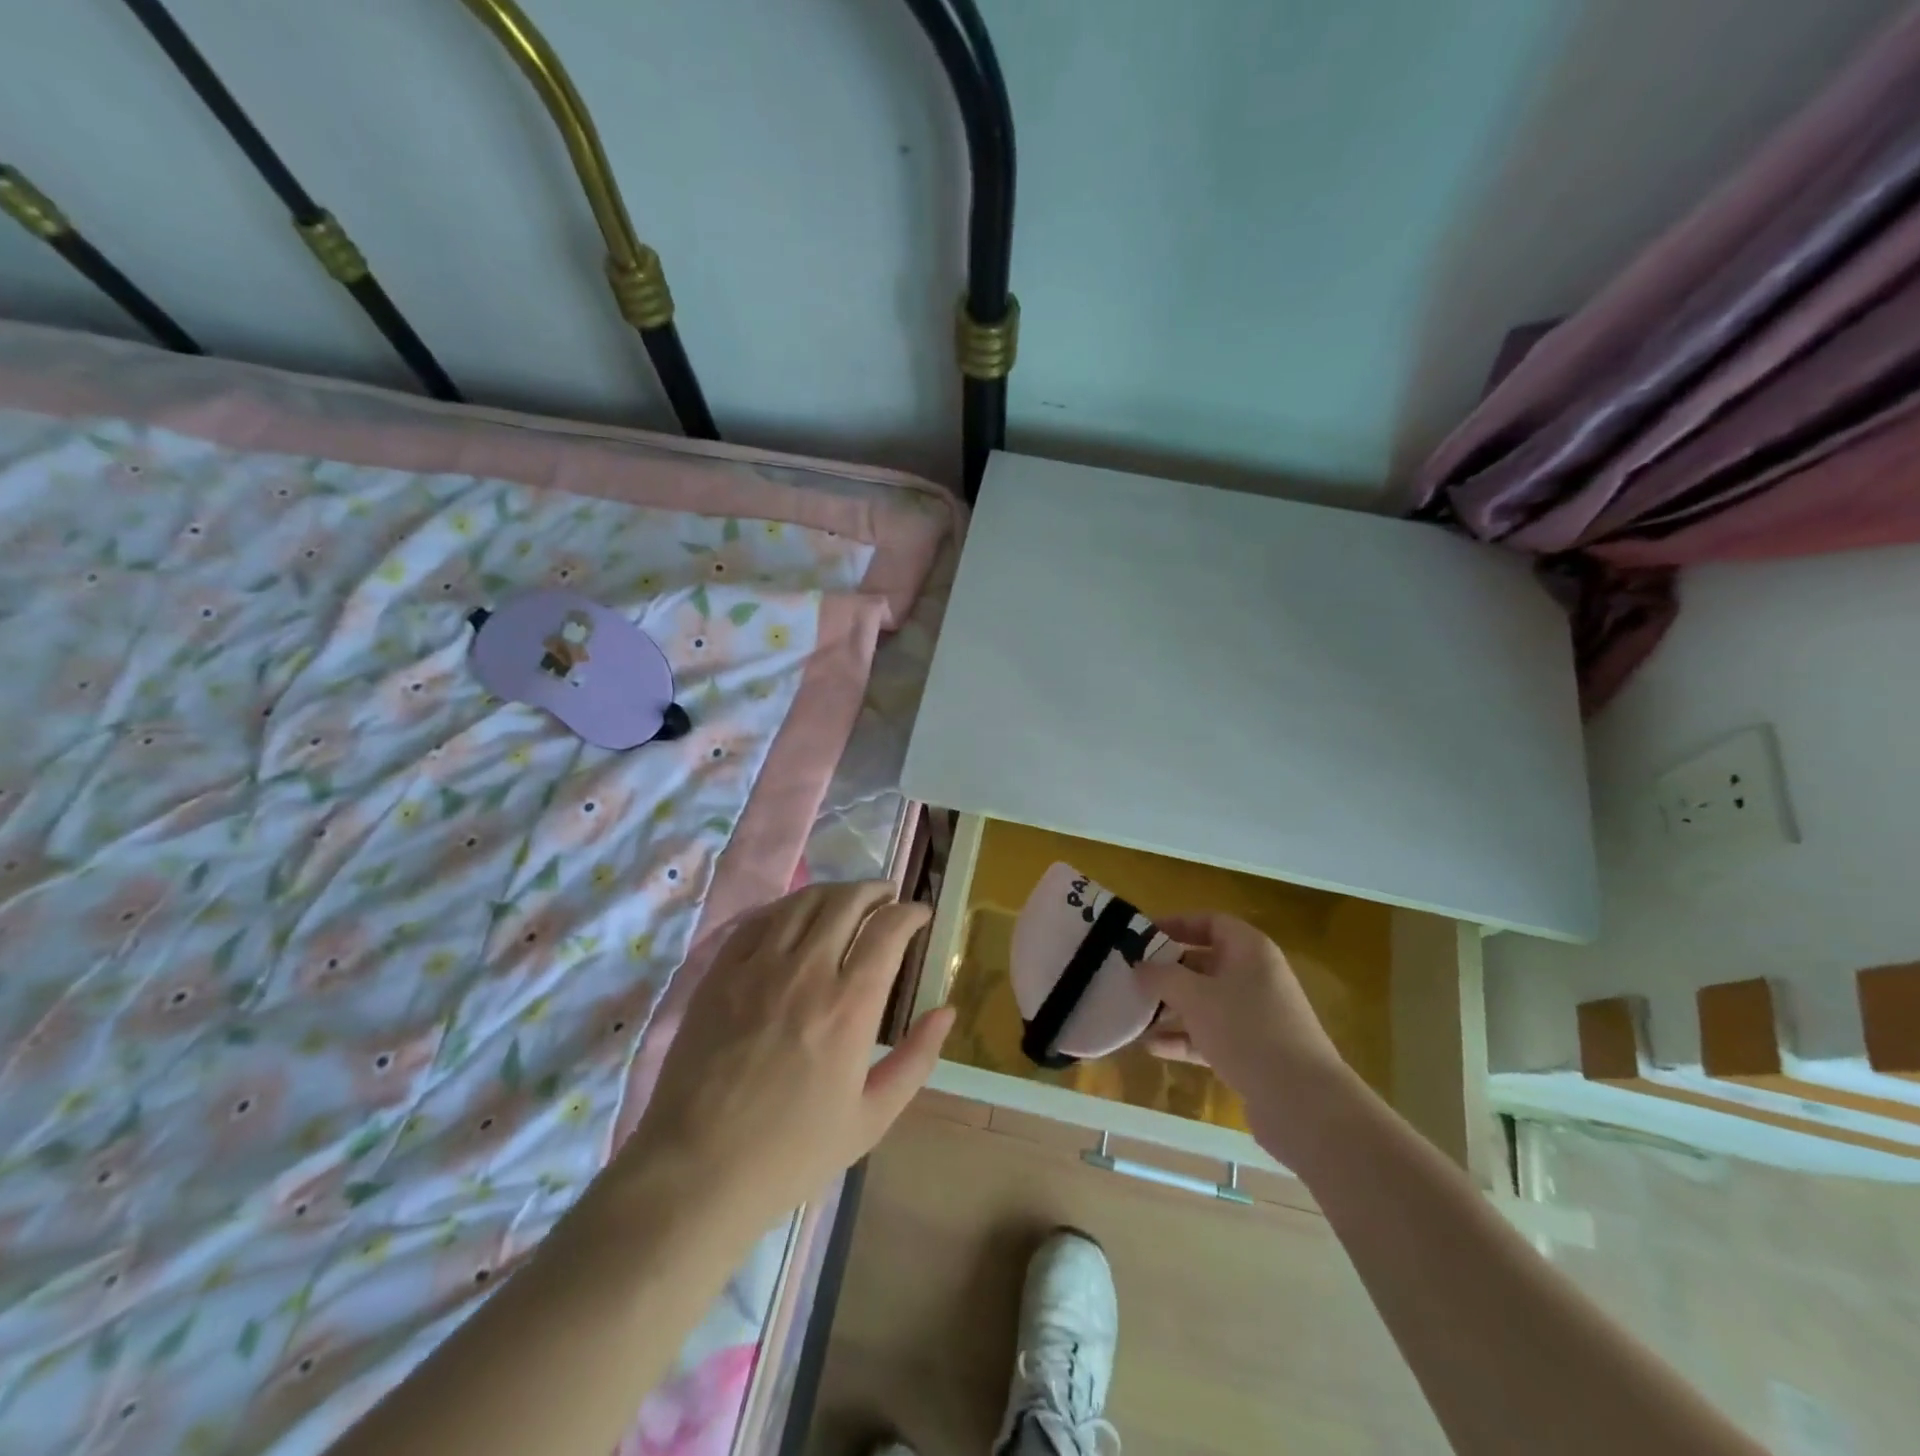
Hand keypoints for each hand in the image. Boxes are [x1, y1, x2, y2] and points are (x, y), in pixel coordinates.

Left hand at [617, 882, 952, 1248]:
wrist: (698, 1170)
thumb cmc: (793, 1152)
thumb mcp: (872, 1117)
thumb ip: (916, 1059)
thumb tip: (947, 1011)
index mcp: (849, 1006)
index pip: (888, 929)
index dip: (910, 913)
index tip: (920, 915)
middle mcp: (807, 971)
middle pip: (848, 901)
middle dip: (876, 891)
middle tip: (888, 899)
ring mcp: (758, 967)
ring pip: (804, 901)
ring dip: (834, 892)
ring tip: (847, 901)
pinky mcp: (721, 973)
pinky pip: (759, 919)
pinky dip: (787, 908)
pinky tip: (795, 917)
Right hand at [1135, 912, 1358, 1162]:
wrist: (1303, 1102)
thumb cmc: (1247, 1030)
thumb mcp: (1195, 996)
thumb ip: (1162, 976)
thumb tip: (1139, 965)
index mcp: (1250, 950)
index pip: (1210, 922)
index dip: (1176, 924)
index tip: (1142, 936)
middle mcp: (1256, 977)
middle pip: (1205, 963)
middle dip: (1168, 971)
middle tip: (1131, 976)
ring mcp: (1257, 1016)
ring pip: (1206, 1002)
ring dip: (1172, 1007)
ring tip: (1134, 1013)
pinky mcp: (1254, 1052)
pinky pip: (1211, 1035)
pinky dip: (1184, 1038)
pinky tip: (1152, 1047)